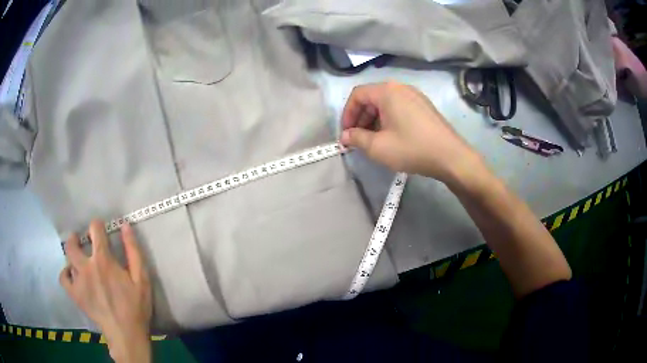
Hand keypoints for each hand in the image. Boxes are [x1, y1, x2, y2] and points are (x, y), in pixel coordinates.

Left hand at [60, 221, 151, 362]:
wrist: (126, 334)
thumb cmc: (136, 306)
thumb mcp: (141, 279)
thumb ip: (133, 251)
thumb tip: (125, 226)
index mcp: (103, 260)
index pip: (95, 230)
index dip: (97, 225)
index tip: (99, 228)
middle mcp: (86, 266)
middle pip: (73, 244)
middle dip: (76, 238)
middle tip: (80, 240)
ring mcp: (78, 281)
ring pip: (67, 259)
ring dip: (71, 255)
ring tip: (77, 259)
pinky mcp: (75, 295)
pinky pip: (63, 279)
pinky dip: (65, 274)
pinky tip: (71, 275)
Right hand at [340, 82, 482, 183]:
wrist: (450, 156)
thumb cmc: (411, 148)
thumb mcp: (378, 147)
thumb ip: (356, 138)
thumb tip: (345, 136)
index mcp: (387, 91)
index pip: (358, 95)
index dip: (347, 113)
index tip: (346, 133)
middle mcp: (401, 88)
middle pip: (372, 98)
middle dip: (360, 118)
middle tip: (358, 139)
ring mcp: (415, 96)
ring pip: (386, 103)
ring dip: (374, 120)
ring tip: (374, 141)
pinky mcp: (424, 106)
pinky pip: (399, 107)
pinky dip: (389, 119)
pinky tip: (392, 137)